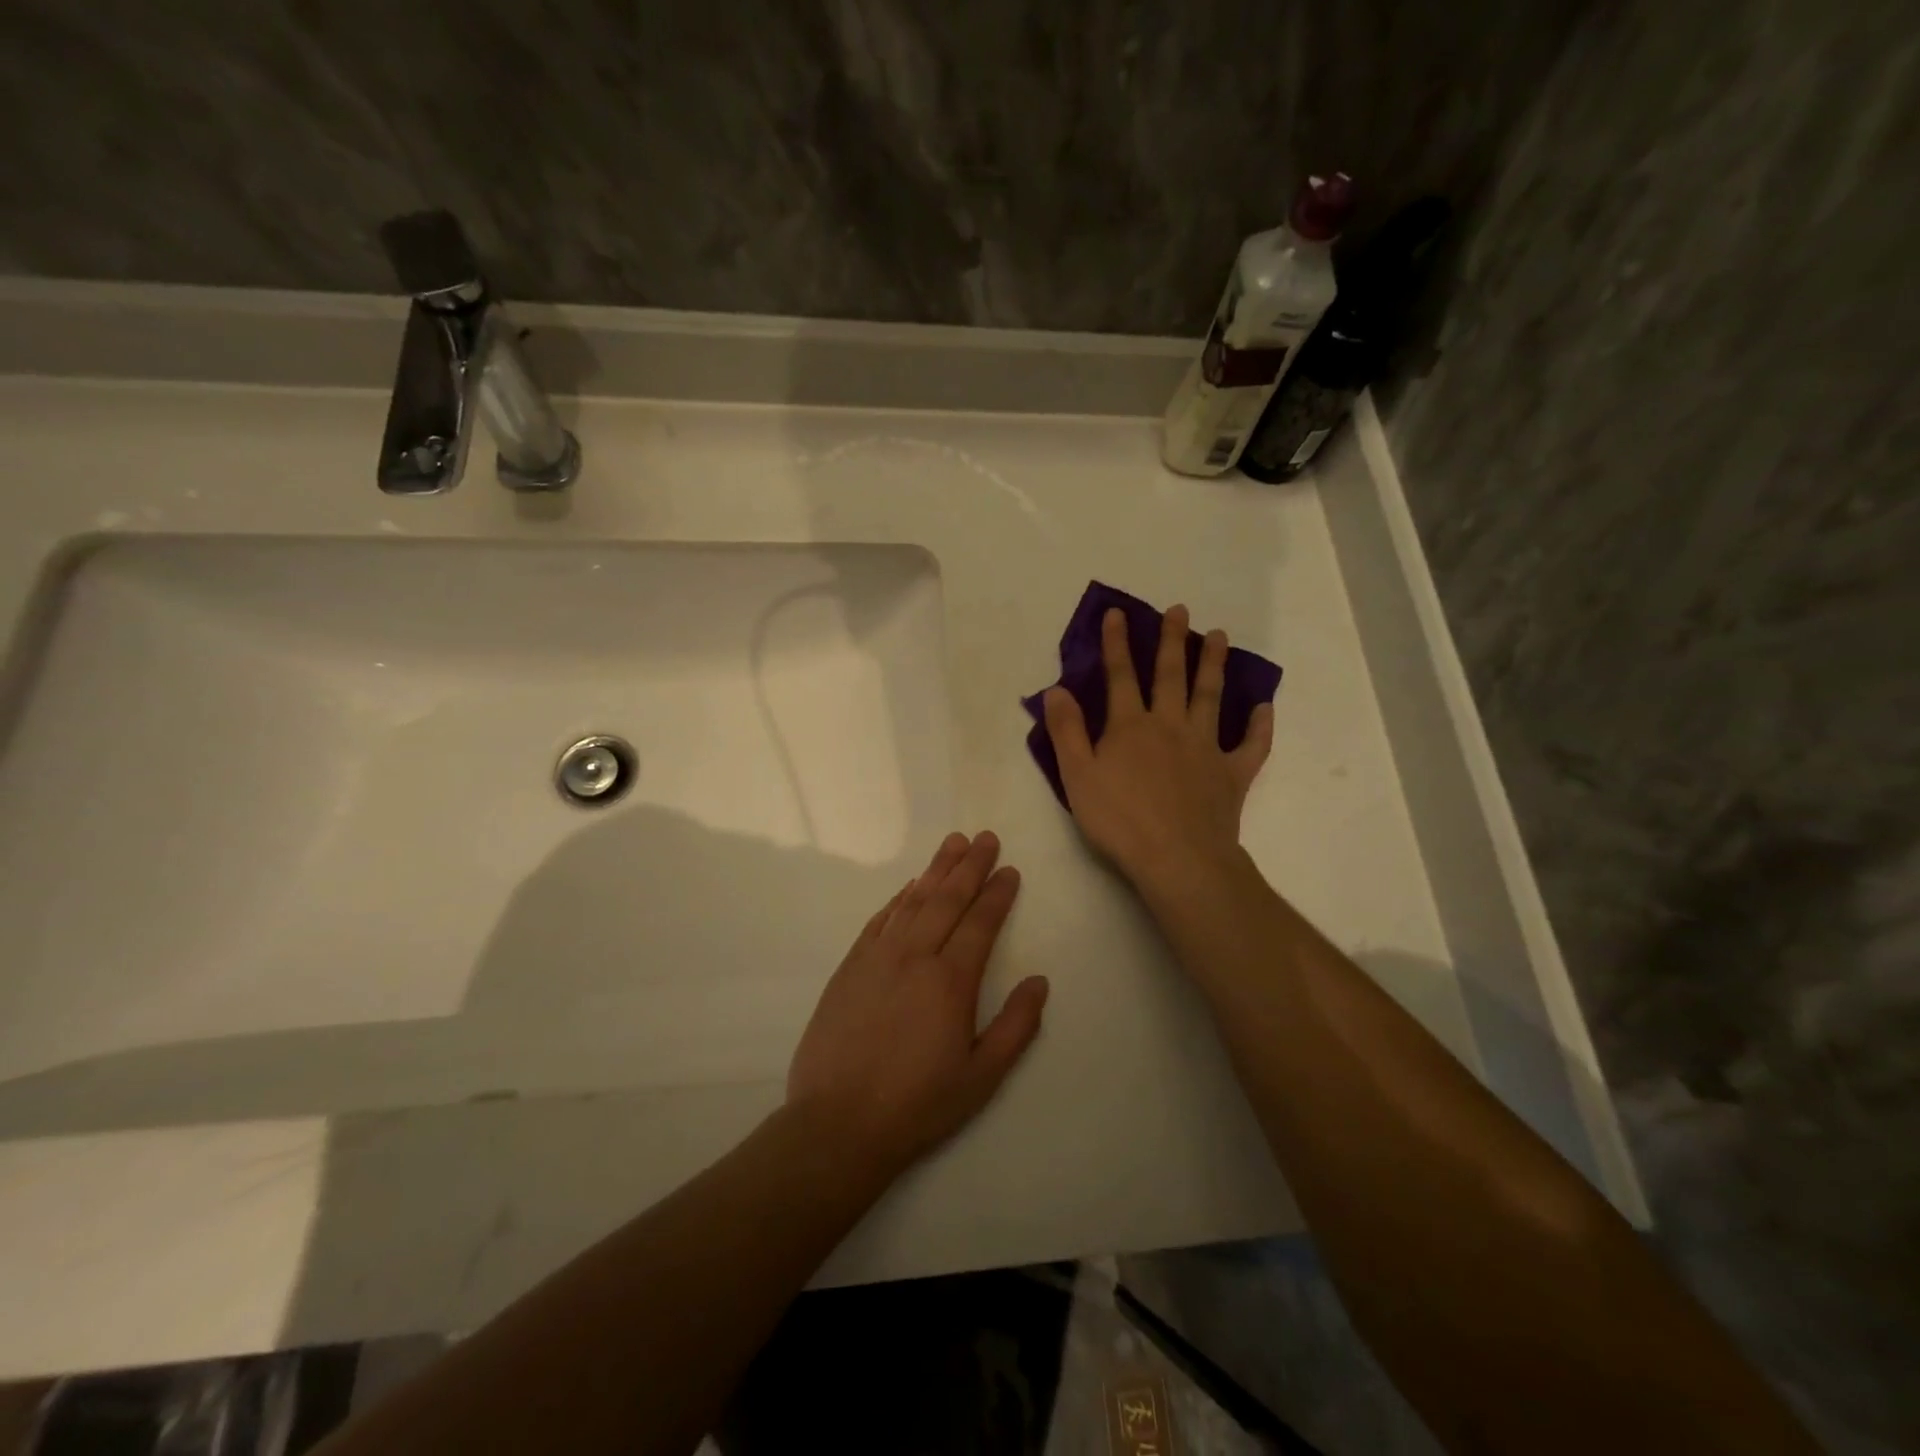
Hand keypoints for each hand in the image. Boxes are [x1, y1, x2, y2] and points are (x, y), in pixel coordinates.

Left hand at [786, 831, 1048, 1175]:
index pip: (980, 923)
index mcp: (950, 981)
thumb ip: (1016, 1026)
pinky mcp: (850, 967)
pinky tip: (910, 887)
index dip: (997, 894)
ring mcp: (877, 958)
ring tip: (952, 844)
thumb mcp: (981, 1077)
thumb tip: (1039, 981)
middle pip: (947, 899)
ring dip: (935, 870)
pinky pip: (879, 921)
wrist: (838, 1123)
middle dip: (969, 866)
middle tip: (985, 837)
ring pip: (913, 902)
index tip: (1009, 870)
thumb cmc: (918, 1104)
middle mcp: (914, 957)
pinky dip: (898, 899)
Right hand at [1043, 604, 1272, 886]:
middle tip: (1179, 610)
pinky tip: (1264, 707)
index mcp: (1130, 727)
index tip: (1118, 613)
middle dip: (1172, 641)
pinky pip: (1251, 745)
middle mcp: (1170, 726)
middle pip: (1171, 676)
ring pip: (1210, 697)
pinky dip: (1259, 726)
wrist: (1178, 858)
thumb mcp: (1077, 776)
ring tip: (1219, 637)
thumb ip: (1066, 731)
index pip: (1120, 676)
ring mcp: (1206, 748)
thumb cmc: (1120, 820)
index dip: (1117, 643)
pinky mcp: (1233, 774)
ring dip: (1213, 665)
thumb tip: (1056, 689)